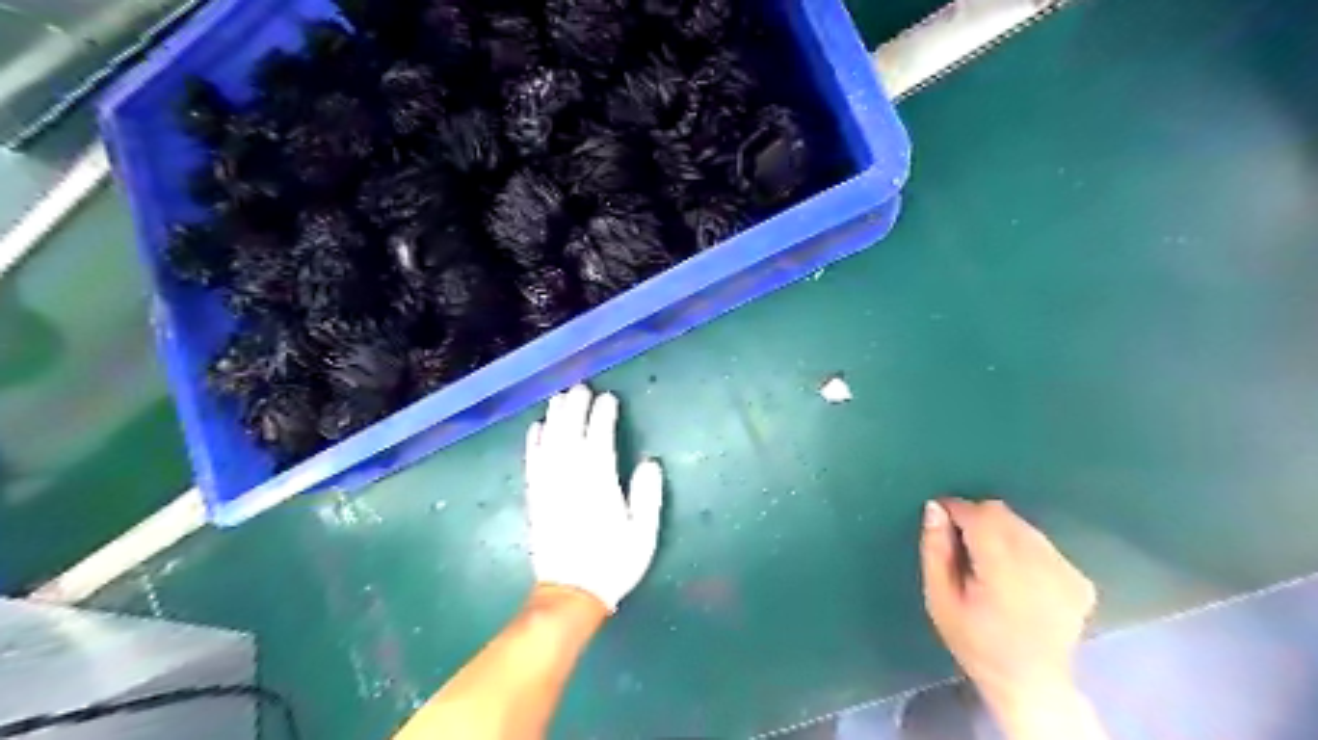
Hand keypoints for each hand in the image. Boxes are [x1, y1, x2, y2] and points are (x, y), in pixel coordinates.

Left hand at [525, 384, 663, 609]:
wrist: (571, 594)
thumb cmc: (613, 564)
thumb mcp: (643, 535)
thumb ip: (647, 497)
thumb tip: (650, 463)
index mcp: (599, 487)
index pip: (599, 441)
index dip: (603, 417)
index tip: (608, 398)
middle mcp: (571, 481)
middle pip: (570, 435)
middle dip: (576, 409)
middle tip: (581, 388)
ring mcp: (549, 489)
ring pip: (550, 444)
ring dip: (554, 418)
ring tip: (559, 398)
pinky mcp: (535, 499)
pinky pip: (532, 464)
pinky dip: (533, 443)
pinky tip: (536, 427)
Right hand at [918, 500, 1098, 707]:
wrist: (1031, 685)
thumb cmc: (975, 642)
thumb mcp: (940, 600)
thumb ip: (935, 551)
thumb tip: (935, 508)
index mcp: (1003, 571)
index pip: (978, 515)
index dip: (955, 509)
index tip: (940, 518)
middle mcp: (1041, 564)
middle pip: (1001, 514)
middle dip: (976, 519)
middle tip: (962, 547)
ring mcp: (1066, 570)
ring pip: (1022, 525)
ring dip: (1000, 532)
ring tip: (989, 565)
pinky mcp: (1080, 579)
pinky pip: (1041, 544)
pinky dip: (1023, 549)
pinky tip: (1018, 579)